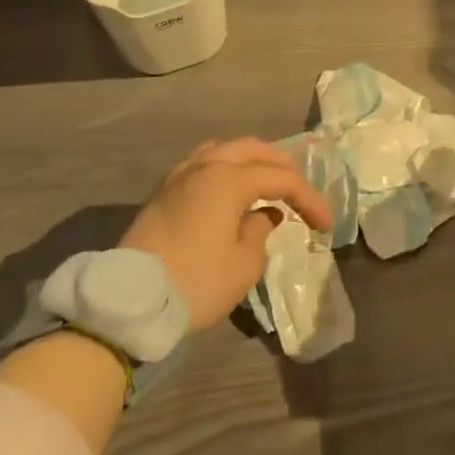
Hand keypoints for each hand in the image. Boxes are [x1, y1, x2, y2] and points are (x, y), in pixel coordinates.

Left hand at [120, 139, 331, 330]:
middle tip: (299, 192)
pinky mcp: (163, 192)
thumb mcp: (244, 264)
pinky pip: (203, 164)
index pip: (281, 179)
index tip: (324, 226)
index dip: (308, 199)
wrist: (130, 303)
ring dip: (252, 162)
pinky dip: (226, 169)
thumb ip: (261, 230)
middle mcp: (204, 166)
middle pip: (253, 150)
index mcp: (228, 178)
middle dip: (282, 168)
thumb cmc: (196, 282)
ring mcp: (179, 176)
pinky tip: (231, 188)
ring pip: (225, 151)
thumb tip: (263, 215)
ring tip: (267, 182)